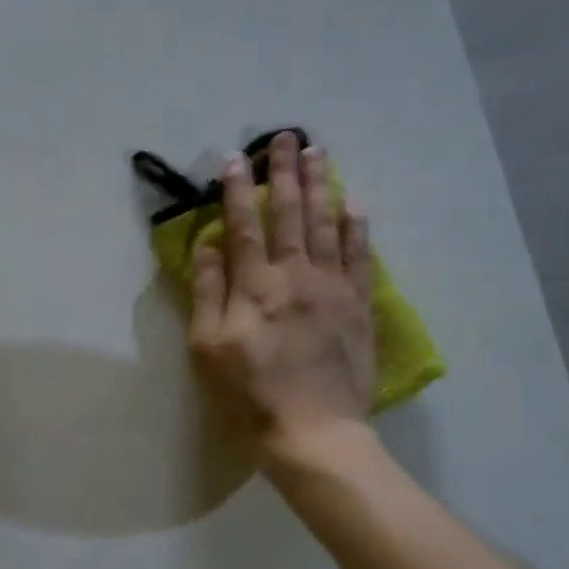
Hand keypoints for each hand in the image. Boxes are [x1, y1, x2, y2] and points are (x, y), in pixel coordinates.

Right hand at [187, 132, 376, 462]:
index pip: (244, 225)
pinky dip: (358, 229)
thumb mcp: (208, 349)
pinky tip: (356, 204)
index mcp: (255, 286)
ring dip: (322, 186)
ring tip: (320, 153)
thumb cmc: (250, 396)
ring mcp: (333, 289)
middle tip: (287, 136)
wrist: (314, 432)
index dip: (237, 190)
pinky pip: (361, 258)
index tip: (234, 157)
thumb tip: (208, 245)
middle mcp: (296, 276)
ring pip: (327, 225)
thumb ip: (209, 293)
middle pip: (290, 214)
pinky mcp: (359, 307)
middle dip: (286, 173)